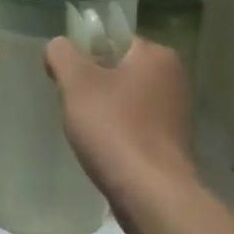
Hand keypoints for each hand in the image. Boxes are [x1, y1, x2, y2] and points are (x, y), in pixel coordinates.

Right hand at [44, 36, 197, 233]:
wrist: (150, 193)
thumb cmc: (114, 128)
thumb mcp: (77, 83)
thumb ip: (62, 54)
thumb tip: (58, 46)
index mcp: (157, 55)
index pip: (114, 40)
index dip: (85, 54)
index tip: (66, 77)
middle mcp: (174, 78)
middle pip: (120, 70)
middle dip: (94, 85)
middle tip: (72, 104)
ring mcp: (176, 112)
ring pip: (127, 99)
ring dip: (106, 111)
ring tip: (86, 130)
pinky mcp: (172, 143)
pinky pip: (136, 126)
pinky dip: (119, 132)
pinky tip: (104, 149)